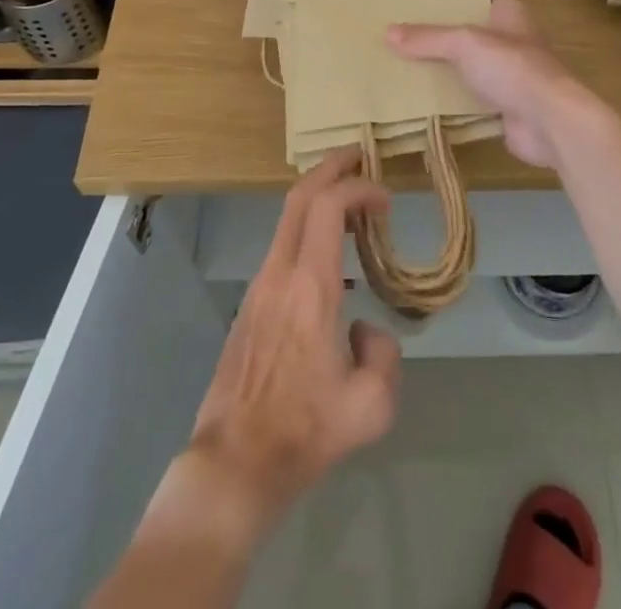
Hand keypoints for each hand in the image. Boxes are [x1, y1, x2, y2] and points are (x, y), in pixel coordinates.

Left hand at [186, 151, 401, 534]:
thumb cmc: (304, 433)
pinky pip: (282, 246)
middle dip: (331, 168)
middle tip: (360, 157)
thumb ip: (385, 354)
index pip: (329, 207)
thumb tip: (366, 329)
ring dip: (319, 199)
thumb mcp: (371, 407)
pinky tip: (331, 257)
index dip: (359, 189)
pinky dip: (308, 229)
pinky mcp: (250, 303)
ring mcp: (259, 286)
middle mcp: (279, 273)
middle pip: (300, 196)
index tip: (386, 200)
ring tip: (353, 207)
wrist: (235, 464)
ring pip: (288, 219)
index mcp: (310, 288)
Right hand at [388, 0, 598, 170]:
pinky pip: (468, 98)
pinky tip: (418, 99)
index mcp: (508, 12)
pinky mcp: (503, 107)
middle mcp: (510, 39)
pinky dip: (448, 100)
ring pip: (466, 67)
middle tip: (398, 31)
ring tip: (400, 63)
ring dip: (442, 69)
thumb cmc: (513, 68)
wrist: (549, 123)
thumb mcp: (465, 44)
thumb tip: (387, 32)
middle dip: (437, 35)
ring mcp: (508, 75)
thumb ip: (429, 38)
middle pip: (467, 33)